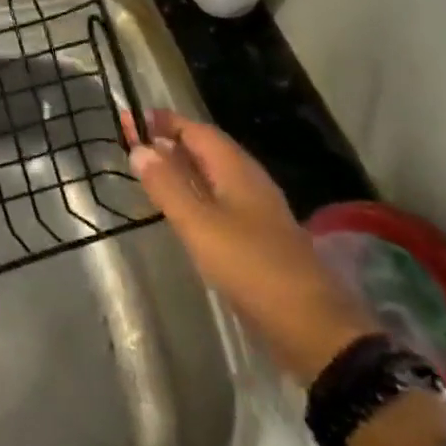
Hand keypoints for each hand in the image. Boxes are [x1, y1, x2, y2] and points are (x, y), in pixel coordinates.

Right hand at [127, 108, 378, 385]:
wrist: (312, 327)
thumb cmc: (251, 266)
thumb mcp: (199, 224)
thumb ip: (167, 186)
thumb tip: (139, 148)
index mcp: (236, 169)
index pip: (197, 130)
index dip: (165, 122)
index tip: (132, 118)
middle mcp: (249, 181)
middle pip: (207, 149)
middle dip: (171, 141)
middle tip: (134, 143)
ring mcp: (257, 210)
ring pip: (214, 175)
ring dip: (183, 167)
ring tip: (151, 171)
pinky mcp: (259, 237)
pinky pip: (220, 199)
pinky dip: (195, 193)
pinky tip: (182, 209)